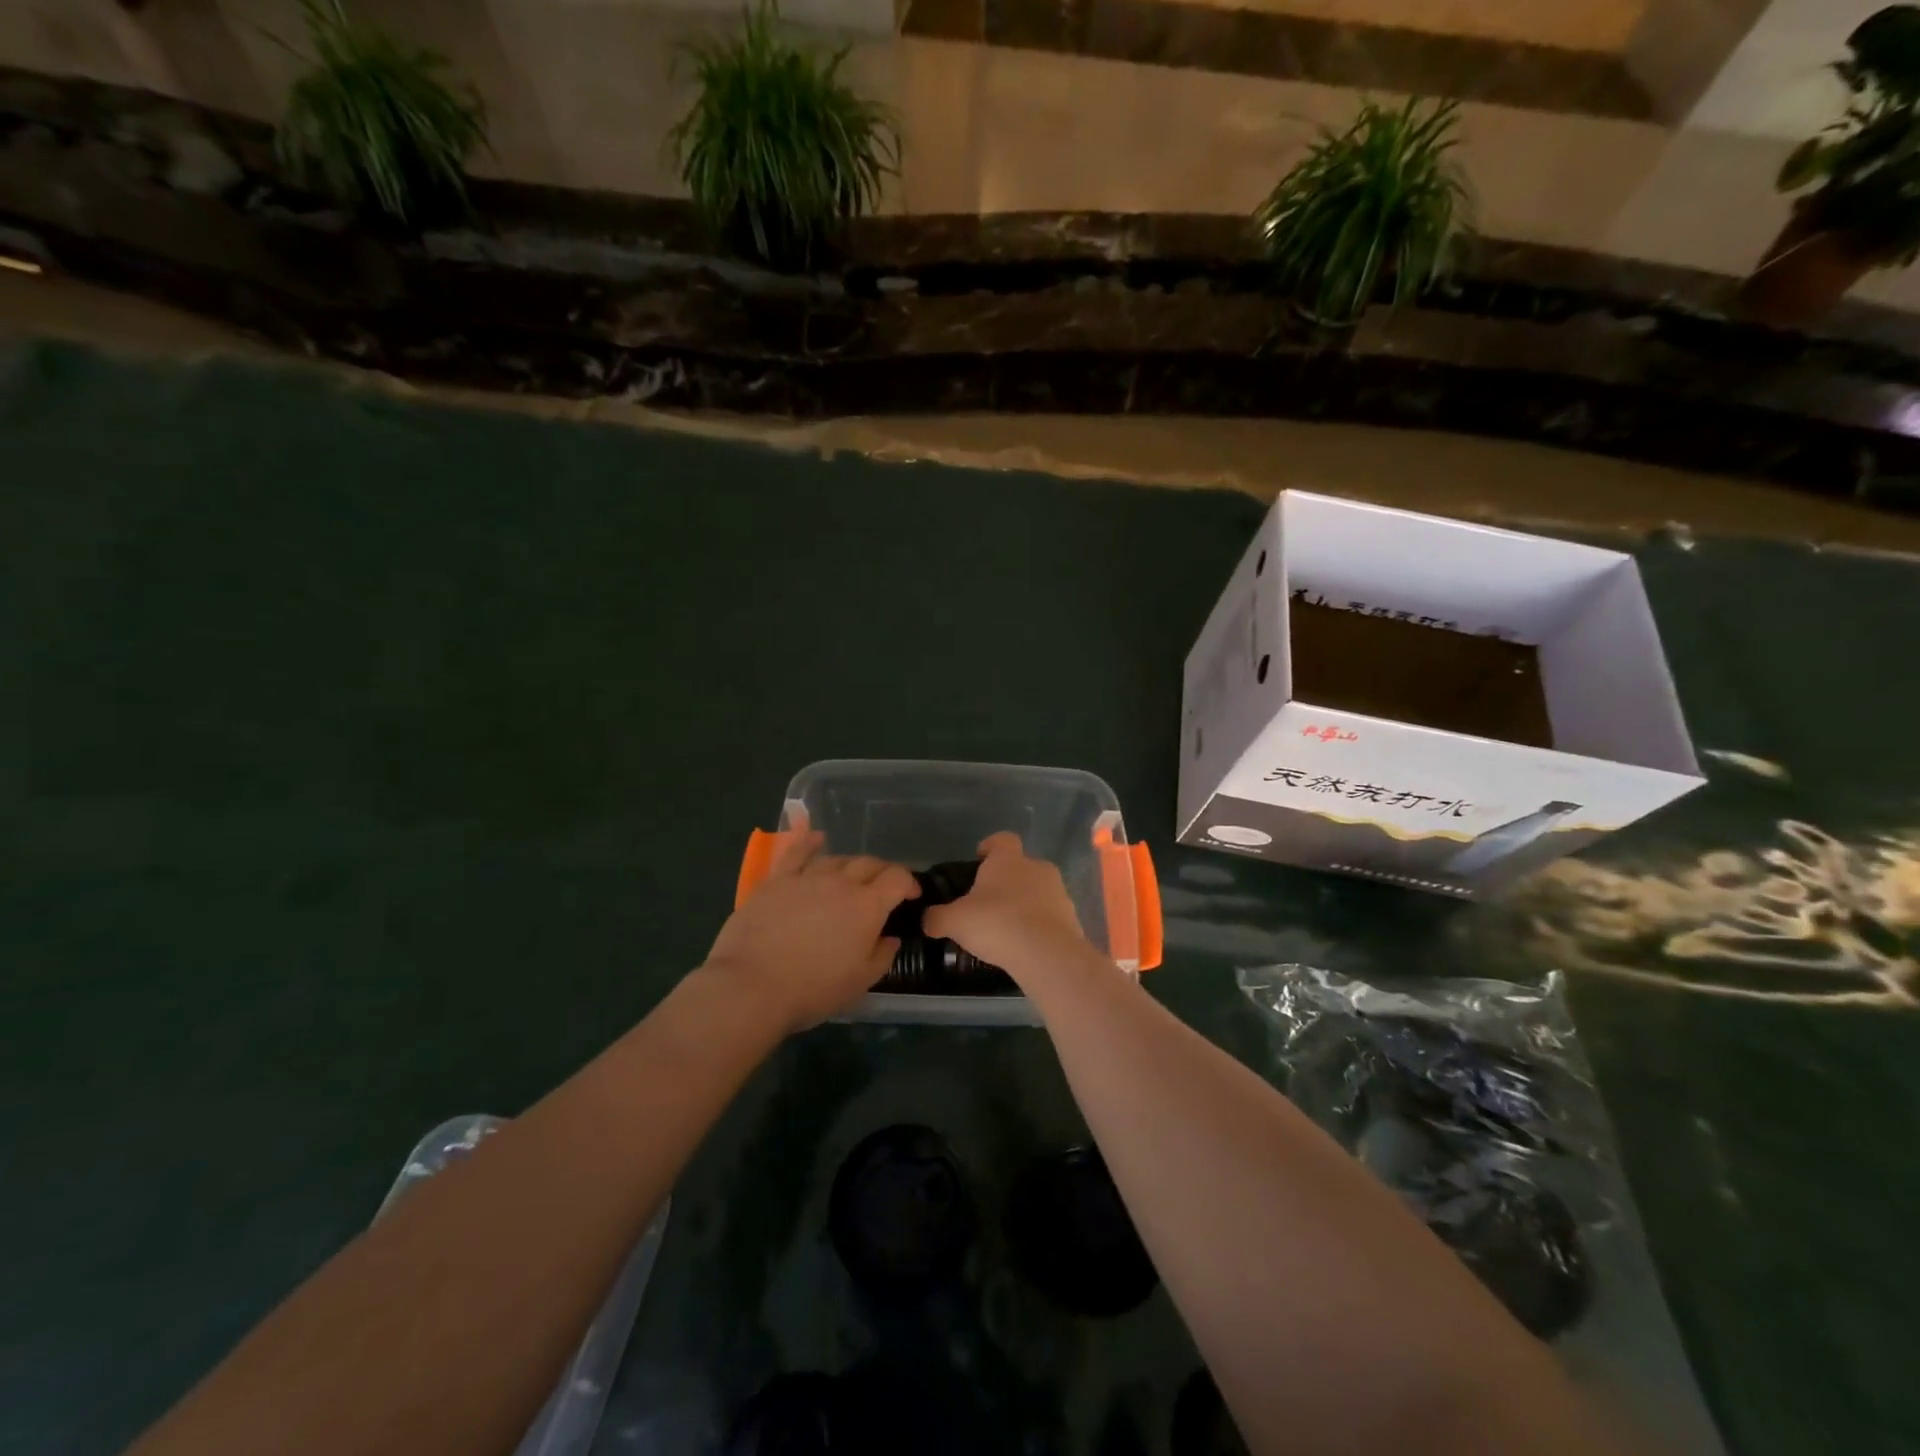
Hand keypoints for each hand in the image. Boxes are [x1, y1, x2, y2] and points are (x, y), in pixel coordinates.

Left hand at [702, 832, 917, 1033]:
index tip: (911, 895)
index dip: (909, 883)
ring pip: (837, 859)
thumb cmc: (812, 990)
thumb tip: (890, 937)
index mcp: (867, 906)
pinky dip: (809, 842)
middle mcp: (841, 883)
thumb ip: (882, 955)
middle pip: (869, 864)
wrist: (752, 986)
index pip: (897, 879)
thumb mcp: (860, 983)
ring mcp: (806, 877)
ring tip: (852, 877)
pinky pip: (796, 853)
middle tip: (884, 887)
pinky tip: (816, 838)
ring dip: (851, 865)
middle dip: (883, 872)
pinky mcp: (776, 881)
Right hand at [922, 832, 1093, 986]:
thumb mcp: (955, 921)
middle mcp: (1037, 868)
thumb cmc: (997, 923)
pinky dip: (1038, 926)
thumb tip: (927, 919)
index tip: (979, 859)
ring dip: (1024, 904)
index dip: (990, 847)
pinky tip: (1024, 945)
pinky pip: (1050, 916)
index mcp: (1009, 860)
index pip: (1002, 840)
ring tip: (1006, 929)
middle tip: (988, 903)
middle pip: (1020, 866)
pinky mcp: (1072, 918)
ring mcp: (1059, 892)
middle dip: (1006, 881)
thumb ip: (937, 917)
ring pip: (1038, 891)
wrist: (1047, 954)